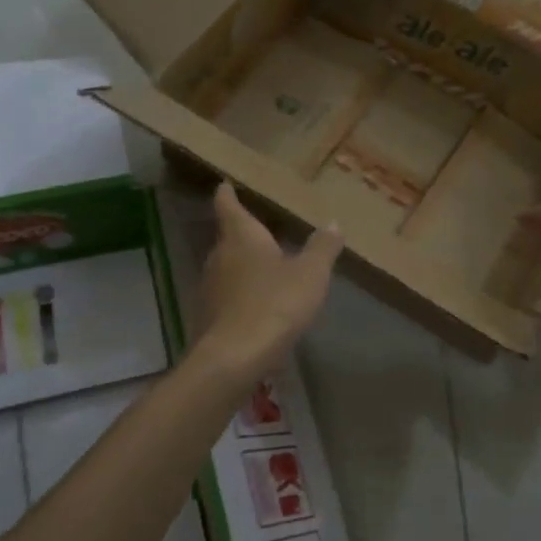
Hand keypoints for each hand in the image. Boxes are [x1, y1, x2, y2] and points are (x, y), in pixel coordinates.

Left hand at [194, 182, 342, 379]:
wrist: (234, 356)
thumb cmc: (275, 303)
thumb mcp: (310, 274)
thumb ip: (322, 248)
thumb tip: (333, 222)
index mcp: (241, 236)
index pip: (228, 206)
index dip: (227, 194)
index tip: (224, 184)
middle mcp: (218, 256)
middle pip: (227, 238)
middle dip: (243, 234)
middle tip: (261, 229)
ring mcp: (209, 287)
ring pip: (226, 268)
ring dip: (242, 266)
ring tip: (264, 268)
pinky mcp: (207, 316)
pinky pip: (226, 296)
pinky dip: (240, 294)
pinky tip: (257, 305)